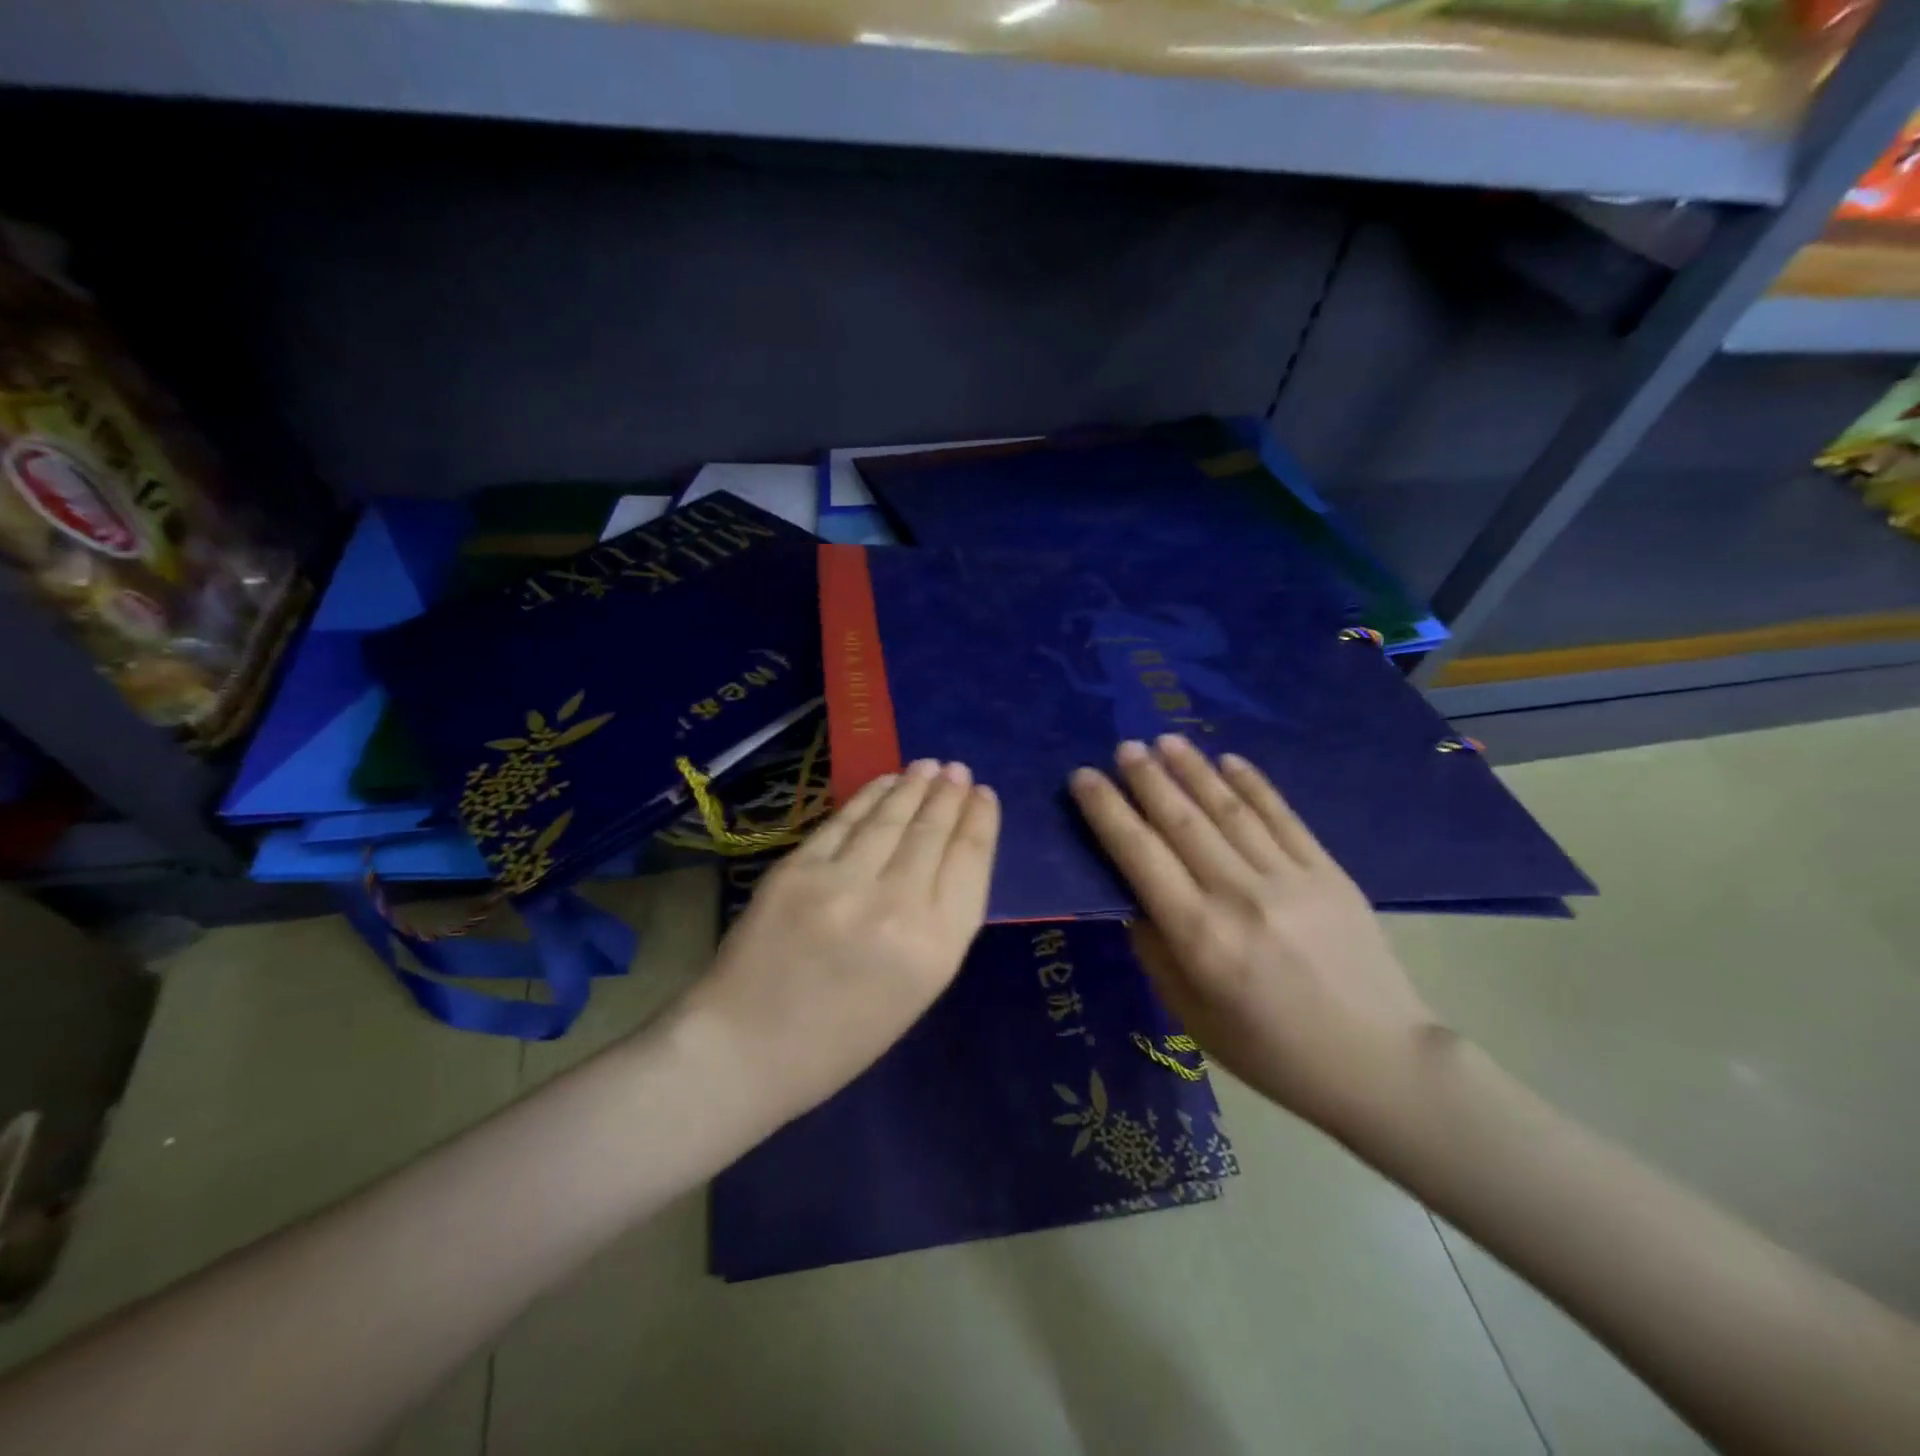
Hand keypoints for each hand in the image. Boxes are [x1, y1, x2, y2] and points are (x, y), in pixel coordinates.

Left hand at [689, 759, 999, 1125]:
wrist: (747, 1049)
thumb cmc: (842, 1039)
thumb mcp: (916, 992)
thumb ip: (938, 925)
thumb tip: (947, 859)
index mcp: (935, 948)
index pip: (969, 862)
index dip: (979, 821)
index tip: (983, 795)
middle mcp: (896, 906)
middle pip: (932, 832)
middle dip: (949, 796)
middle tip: (957, 770)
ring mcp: (842, 881)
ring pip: (890, 818)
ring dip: (913, 787)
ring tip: (929, 767)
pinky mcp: (798, 868)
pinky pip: (844, 821)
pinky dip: (869, 796)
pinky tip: (885, 782)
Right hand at [1068, 735, 1442, 1139]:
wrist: (1378, 1062)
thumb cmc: (1270, 1050)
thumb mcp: (1191, 1015)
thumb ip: (1155, 950)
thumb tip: (1133, 896)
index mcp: (1199, 936)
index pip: (1139, 855)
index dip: (1107, 811)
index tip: (1084, 777)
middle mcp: (1238, 896)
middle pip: (1181, 821)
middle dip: (1146, 778)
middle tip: (1123, 746)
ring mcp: (1288, 878)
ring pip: (1229, 810)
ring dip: (1193, 770)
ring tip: (1165, 740)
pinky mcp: (1328, 873)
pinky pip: (1283, 817)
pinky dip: (1253, 785)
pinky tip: (1229, 761)